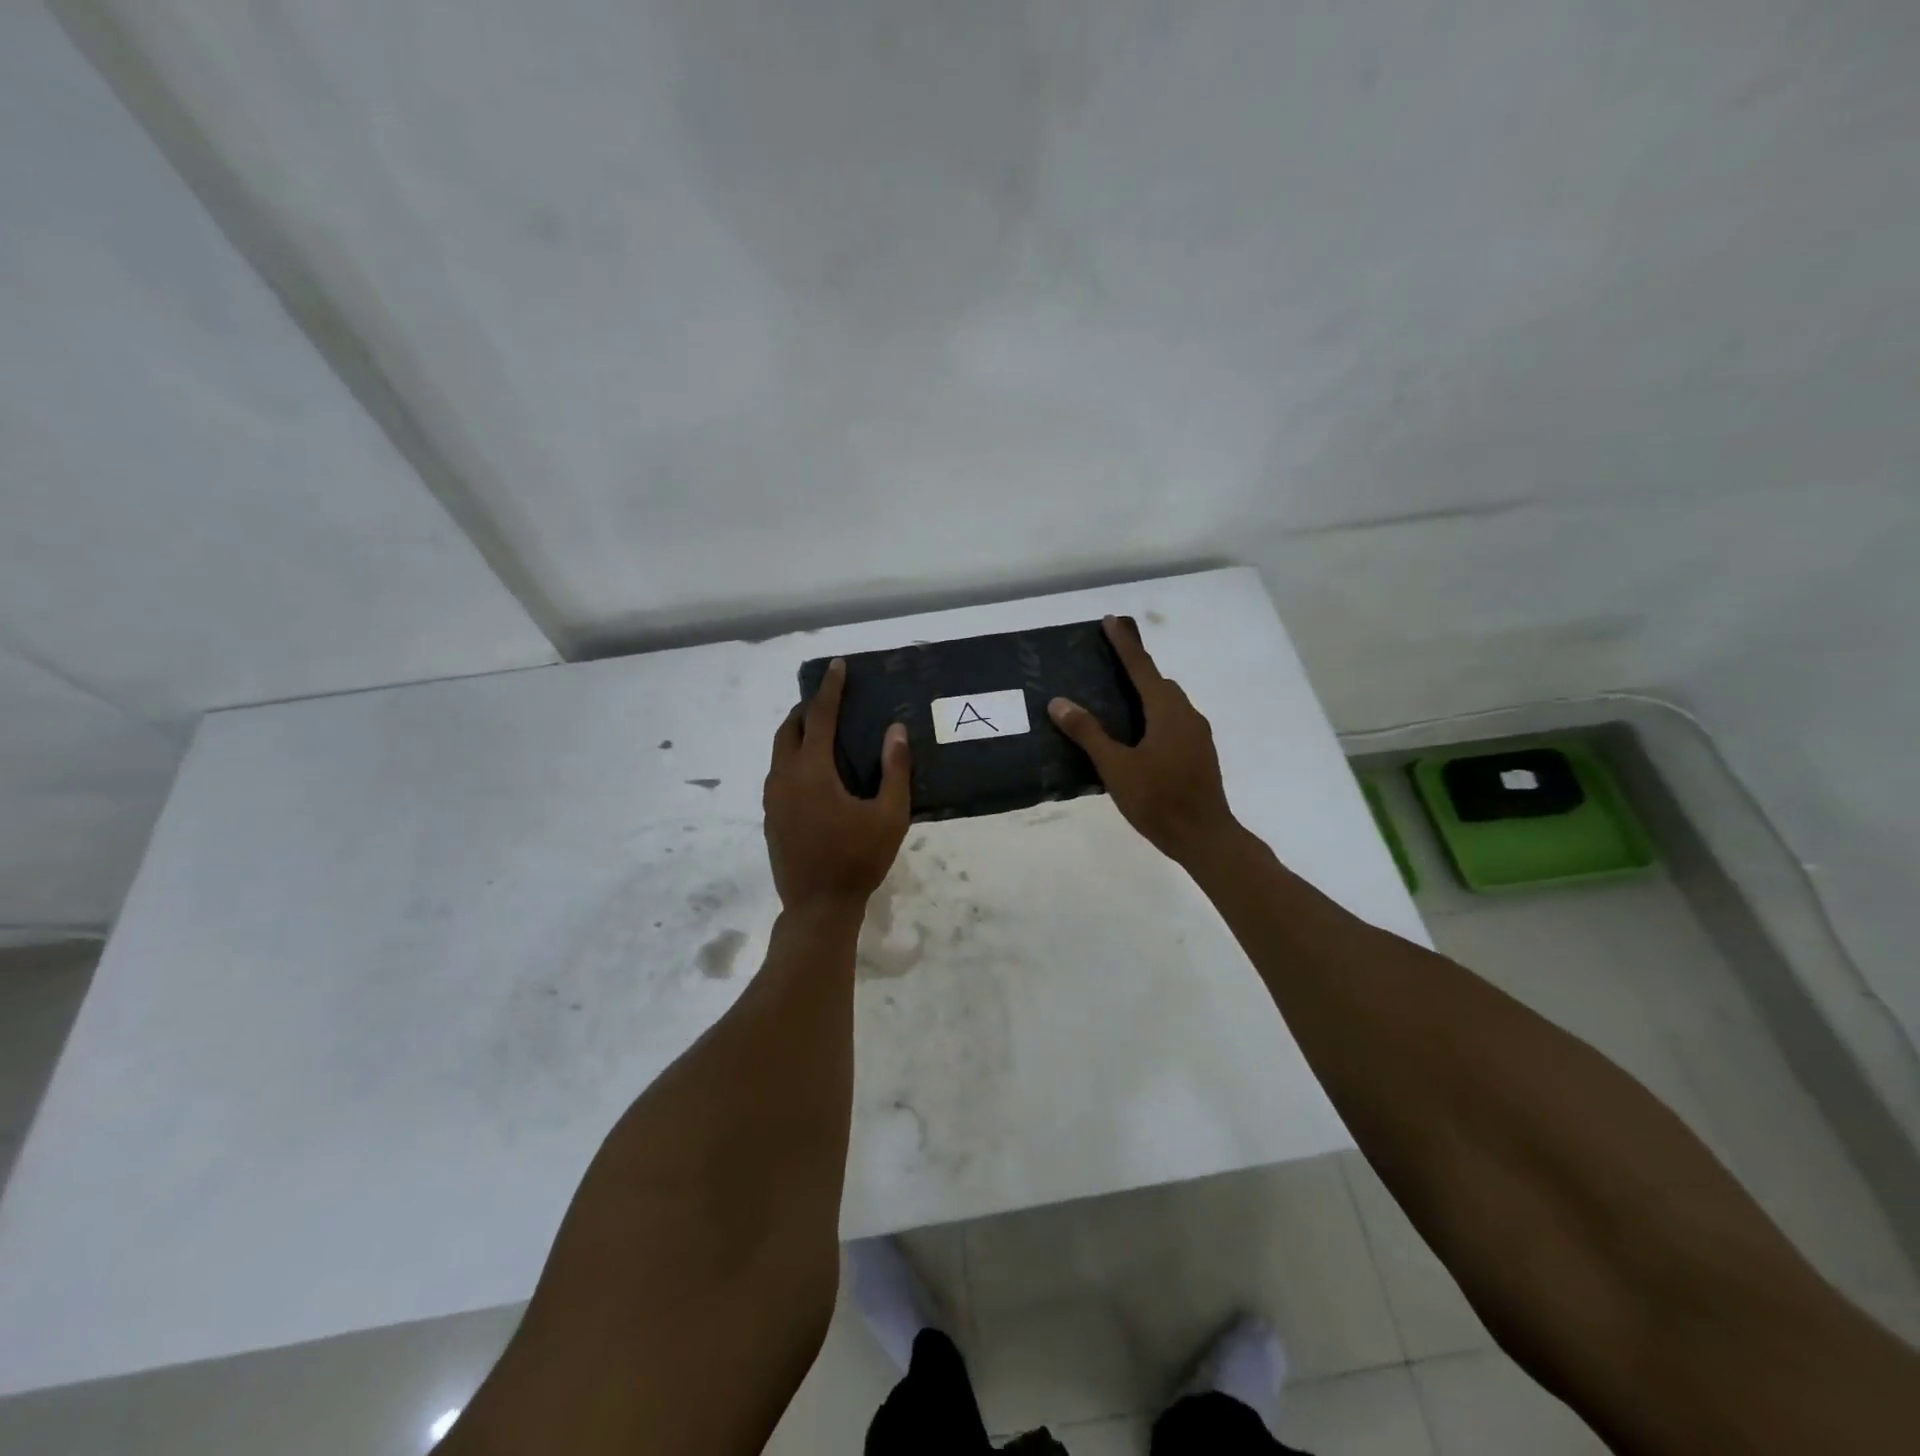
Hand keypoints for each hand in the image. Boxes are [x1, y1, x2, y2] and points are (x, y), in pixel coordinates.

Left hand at [764, 659, 911, 911]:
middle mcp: (784, 777)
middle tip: (830, 701)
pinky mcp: (770, 816)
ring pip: (780, 751)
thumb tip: (896, 730)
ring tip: (823, 732)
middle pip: (790, 728)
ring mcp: (772, 798)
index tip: (837, 666)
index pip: (820, 717)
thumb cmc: (858, 859)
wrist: (818, 907)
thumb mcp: (890, 816)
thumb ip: (894, 769)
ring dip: (799, 733)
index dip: (830, 689)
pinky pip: (779, 773)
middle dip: (808, 708)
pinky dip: (794, 758)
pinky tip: (815, 773)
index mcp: (812, 771)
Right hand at [1048, 617, 1236, 862]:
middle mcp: (1186, 715)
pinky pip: (1173, 721)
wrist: (1204, 837)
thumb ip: (1088, 733)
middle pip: (1158, 683)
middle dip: (1135, 668)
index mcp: (1167, 711)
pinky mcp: (1199, 753)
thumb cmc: (1158, 799)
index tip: (1110, 621)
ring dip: (1145, 693)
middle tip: (1107, 663)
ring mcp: (1197, 735)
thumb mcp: (1116, 767)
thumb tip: (1059, 702)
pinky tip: (1136, 734)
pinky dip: (1153, 714)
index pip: (1142, 668)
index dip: (1125, 644)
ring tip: (1116, 698)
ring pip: (1168, 703)